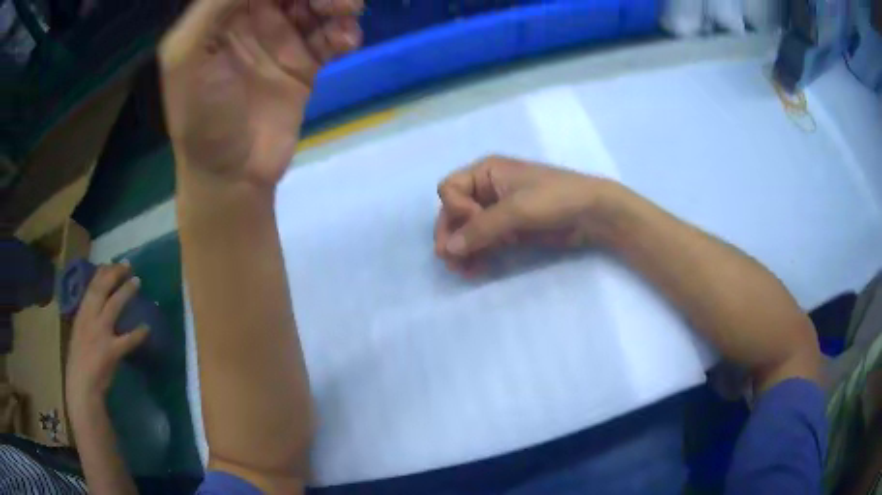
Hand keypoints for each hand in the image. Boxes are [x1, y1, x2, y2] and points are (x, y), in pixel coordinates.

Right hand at [65, 263, 148, 410]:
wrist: (82, 386)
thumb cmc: (79, 361)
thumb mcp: (79, 333)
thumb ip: (87, 319)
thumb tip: (98, 306)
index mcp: (81, 314)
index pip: (91, 286)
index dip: (102, 272)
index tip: (111, 263)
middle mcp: (90, 318)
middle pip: (102, 288)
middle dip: (115, 273)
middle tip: (128, 265)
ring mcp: (101, 333)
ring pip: (114, 305)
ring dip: (126, 292)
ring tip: (138, 281)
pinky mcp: (112, 351)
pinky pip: (128, 340)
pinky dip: (139, 333)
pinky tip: (147, 327)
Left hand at [159, 0, 362, 188]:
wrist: (231, 175)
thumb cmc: (200, 117)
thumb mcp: (186, 55)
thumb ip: (214, 6)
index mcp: (220, 15)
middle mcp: (252, 20)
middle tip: (337, 1)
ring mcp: (279, 40)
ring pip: (316, 4)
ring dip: (337, 3)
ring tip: (348, 13)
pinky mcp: (303, 63)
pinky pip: (330, 36)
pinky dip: (344, 32)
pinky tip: (345, 42)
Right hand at [434, 156, 612, 273]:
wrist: (593, 214)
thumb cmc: (554, 198)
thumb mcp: (516, 209)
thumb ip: (480, 229)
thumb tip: (447, 250)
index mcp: (486, 172)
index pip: (449, 190)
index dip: (455, 209)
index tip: (476, 220)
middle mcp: (487, 189)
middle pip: (454, 212)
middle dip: (452, 235)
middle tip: (450, 261)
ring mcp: (498, 211)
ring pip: (467, 230)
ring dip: (462, 249)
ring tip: (463, 271)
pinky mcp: (510, 230)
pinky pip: (484, 242)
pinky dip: (477, 255)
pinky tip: (475, 269)